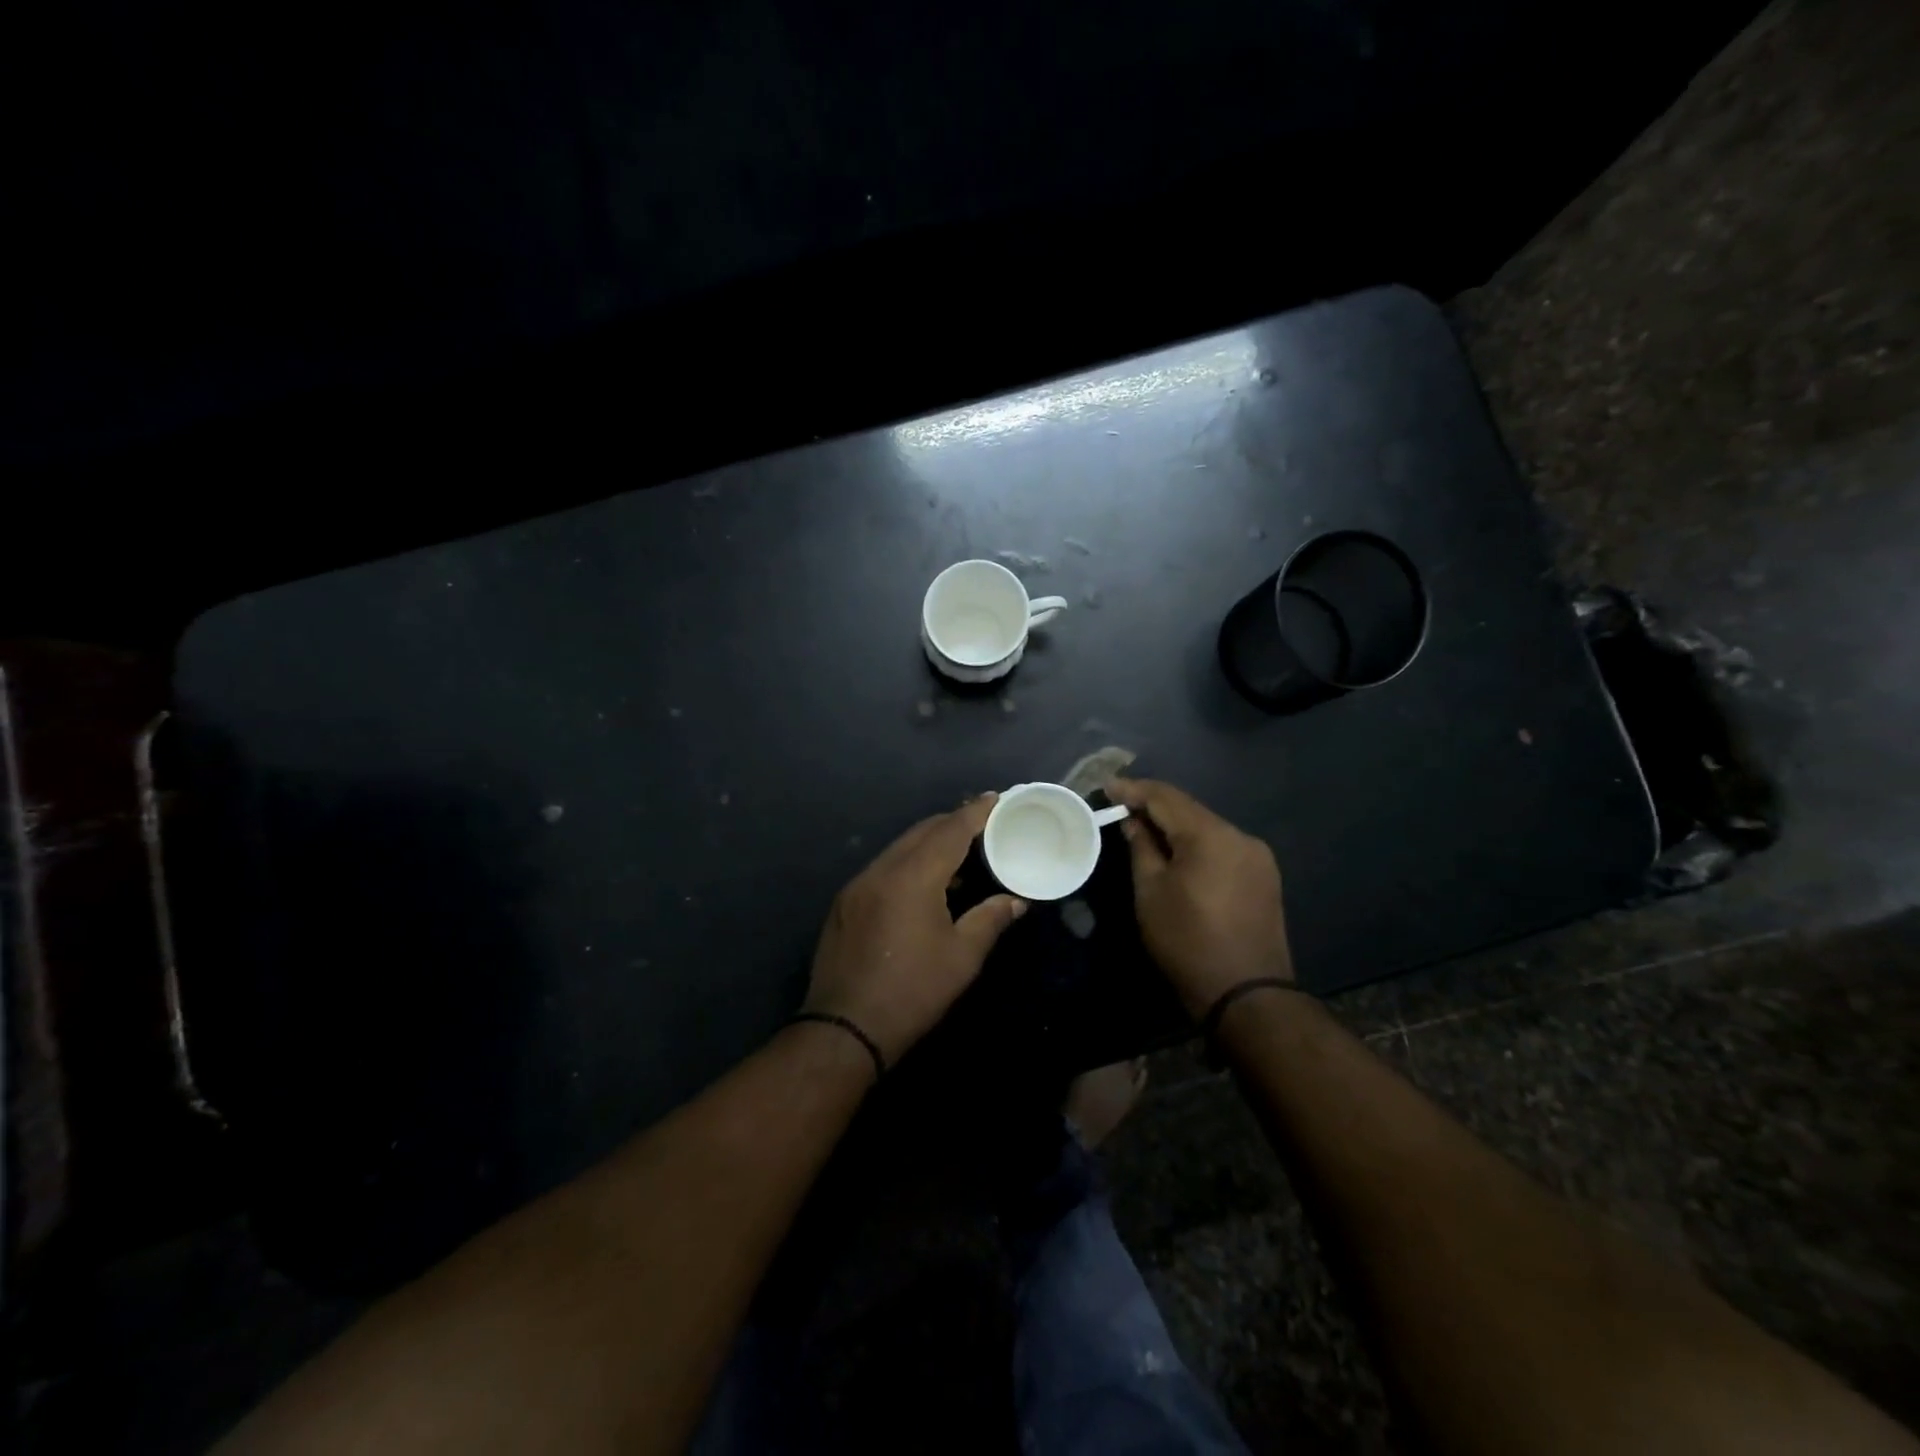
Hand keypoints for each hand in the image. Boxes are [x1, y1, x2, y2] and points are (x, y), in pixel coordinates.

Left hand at [804, 794, 1025, 1063]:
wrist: (845, 1028)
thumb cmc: (913, 992)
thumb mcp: (962, 957)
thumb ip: (990, 919)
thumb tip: (1016, 900)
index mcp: (913, 877)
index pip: (950, 831)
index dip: (975, 812)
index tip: (995, 797)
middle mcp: (881, 870)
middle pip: (921, 832)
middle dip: (952, 823)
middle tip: (982, 823)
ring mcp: (858, 885)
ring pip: (900, 847)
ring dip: (929, 843)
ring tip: (958, 852)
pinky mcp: (845, 902)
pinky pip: (883, 867)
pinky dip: (908, 862)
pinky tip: (924, 882)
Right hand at [1106, 777, 1293, 1017]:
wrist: (1247, 995)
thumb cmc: (1187, 941)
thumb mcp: (1151, 892)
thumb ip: (1141, 848)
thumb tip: (1133, 822)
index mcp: (1211, 835)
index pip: (1166, 797)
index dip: (1133, 789)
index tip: (1107, 786)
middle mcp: (1240, 836)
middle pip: (1189, 809)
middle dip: (1154, 805)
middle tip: (1121, 805)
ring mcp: (1257, 856)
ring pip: (1207, 828)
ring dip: (1176, 825)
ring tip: (1144, 827)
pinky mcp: (1264, 877)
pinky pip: (1222, 847)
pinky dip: (1196, 843)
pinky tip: (1177, 851)